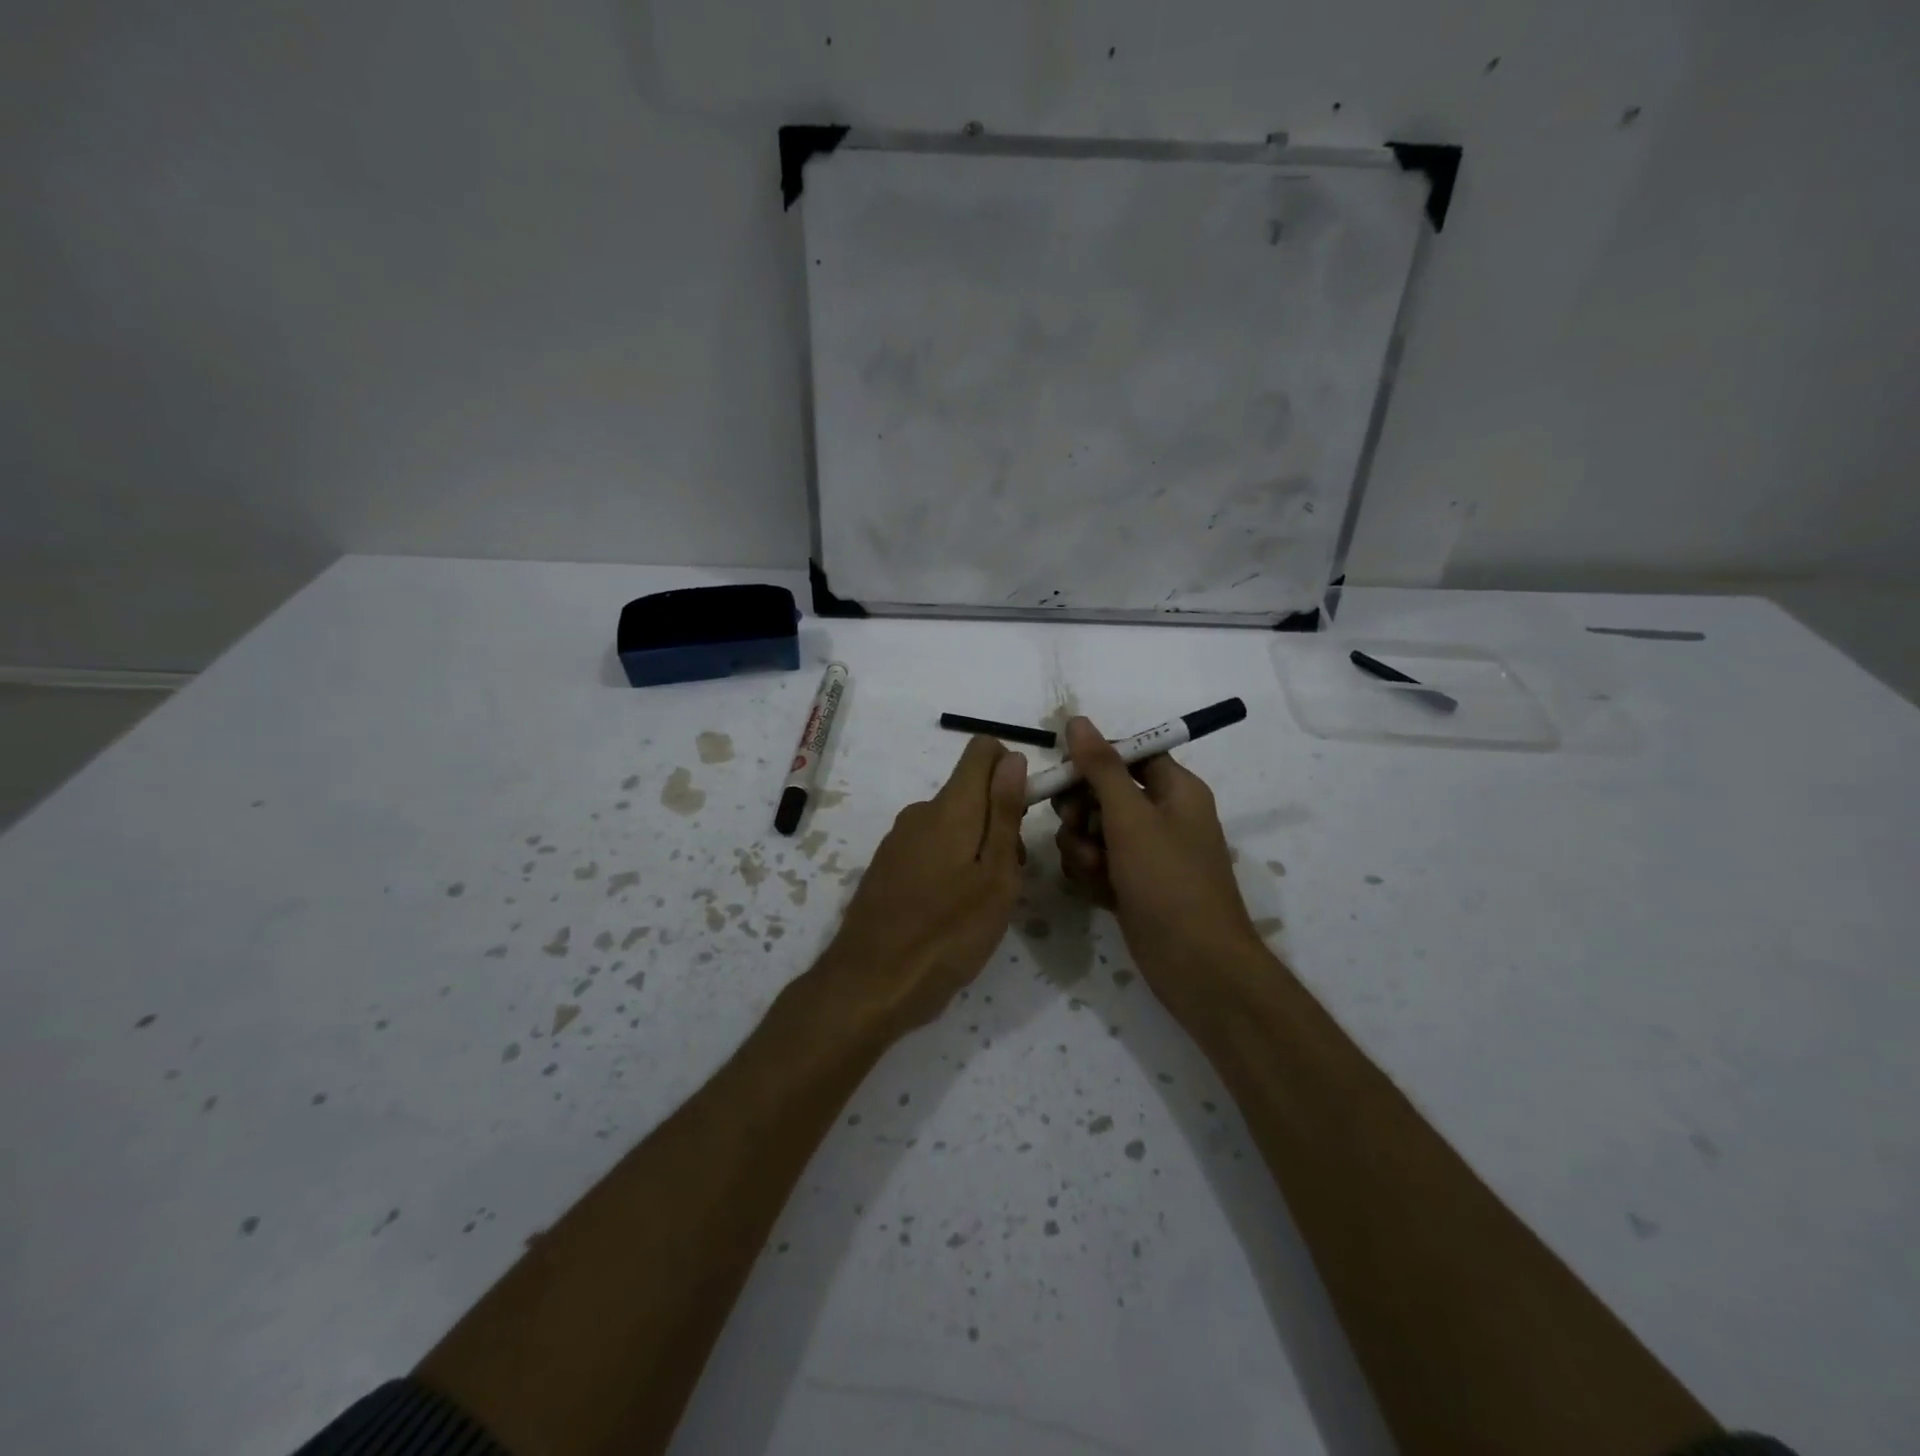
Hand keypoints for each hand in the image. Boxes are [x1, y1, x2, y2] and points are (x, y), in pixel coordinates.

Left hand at [819, 736, 1028, 1037]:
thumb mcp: (995, 877)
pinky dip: (950, 865)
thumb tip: (1013, 758)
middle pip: (971, 792)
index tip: (1023, 815)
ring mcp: (898, 839)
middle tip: (1007, 878)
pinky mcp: (887, 866)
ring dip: (976, 848)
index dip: (1011, 769)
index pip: (983, 750)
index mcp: (950, 807)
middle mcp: (920, 812)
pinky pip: (930, 847)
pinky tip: (949, 912)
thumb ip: (1004, 814)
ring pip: (952, 823)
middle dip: (999, 820)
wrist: (870, 984)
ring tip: (980, 904)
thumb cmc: (947, 934)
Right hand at [1053, 716, 1262, 1013]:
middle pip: (1103, 792)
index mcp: (1175, 789)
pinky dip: (1090, 873)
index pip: (1128, 754)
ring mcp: (1145, 853)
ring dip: (1082, 847)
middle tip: (1079, 828)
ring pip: (1092, 830)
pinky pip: (1096, 862)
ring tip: (1095, 871)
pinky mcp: (1130, 884)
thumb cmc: (1169, 882)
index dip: (1093, 760)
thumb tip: (1078, 721)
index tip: (1063, 774)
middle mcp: (1161, 815)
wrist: (1196, 966)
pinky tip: (1098, 892)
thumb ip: (1100, 768)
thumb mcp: (1131, 818)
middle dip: (1082, 811)